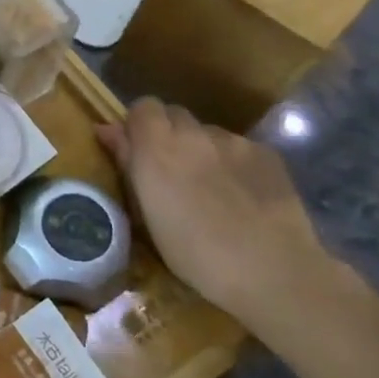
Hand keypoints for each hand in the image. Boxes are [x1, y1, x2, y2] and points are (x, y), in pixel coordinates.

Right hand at [97, 98, 367, 335]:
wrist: (271, 270)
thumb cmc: (194, 253)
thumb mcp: (146, 215)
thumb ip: (127, 163)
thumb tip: (106, 130)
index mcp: (157, 147)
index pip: (142, 106)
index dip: (139, 125)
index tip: (138, 151)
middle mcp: (194, 133)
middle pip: (175, 115)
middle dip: (169, 134)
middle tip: (172, 171)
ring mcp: (234, 141)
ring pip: (208, 133)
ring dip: (202, 150)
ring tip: (212, 188)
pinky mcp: (267, 153)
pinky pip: (239, 148)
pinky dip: (233, 163)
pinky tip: (243, 195)